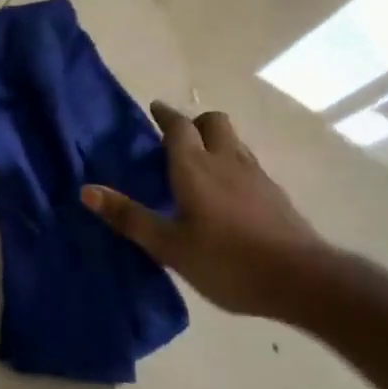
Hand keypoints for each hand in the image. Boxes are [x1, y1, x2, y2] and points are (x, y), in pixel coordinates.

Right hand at [82, 102, 328, 320]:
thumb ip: (130, 217)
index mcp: (195, 167)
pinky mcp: (275, 193)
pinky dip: (232, 165)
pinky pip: (248, 164)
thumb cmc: (227, 261)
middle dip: (194, 122)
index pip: (178, 126)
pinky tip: (229, 194)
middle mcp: (226, 160)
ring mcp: (256, 175)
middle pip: (213, 121)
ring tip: (200, 165)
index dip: (165, 115)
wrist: (301, 279)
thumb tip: (87, 190)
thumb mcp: (170, 246)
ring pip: (233, 141)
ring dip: (215, 141)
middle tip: (177, 140)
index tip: (154, 110)